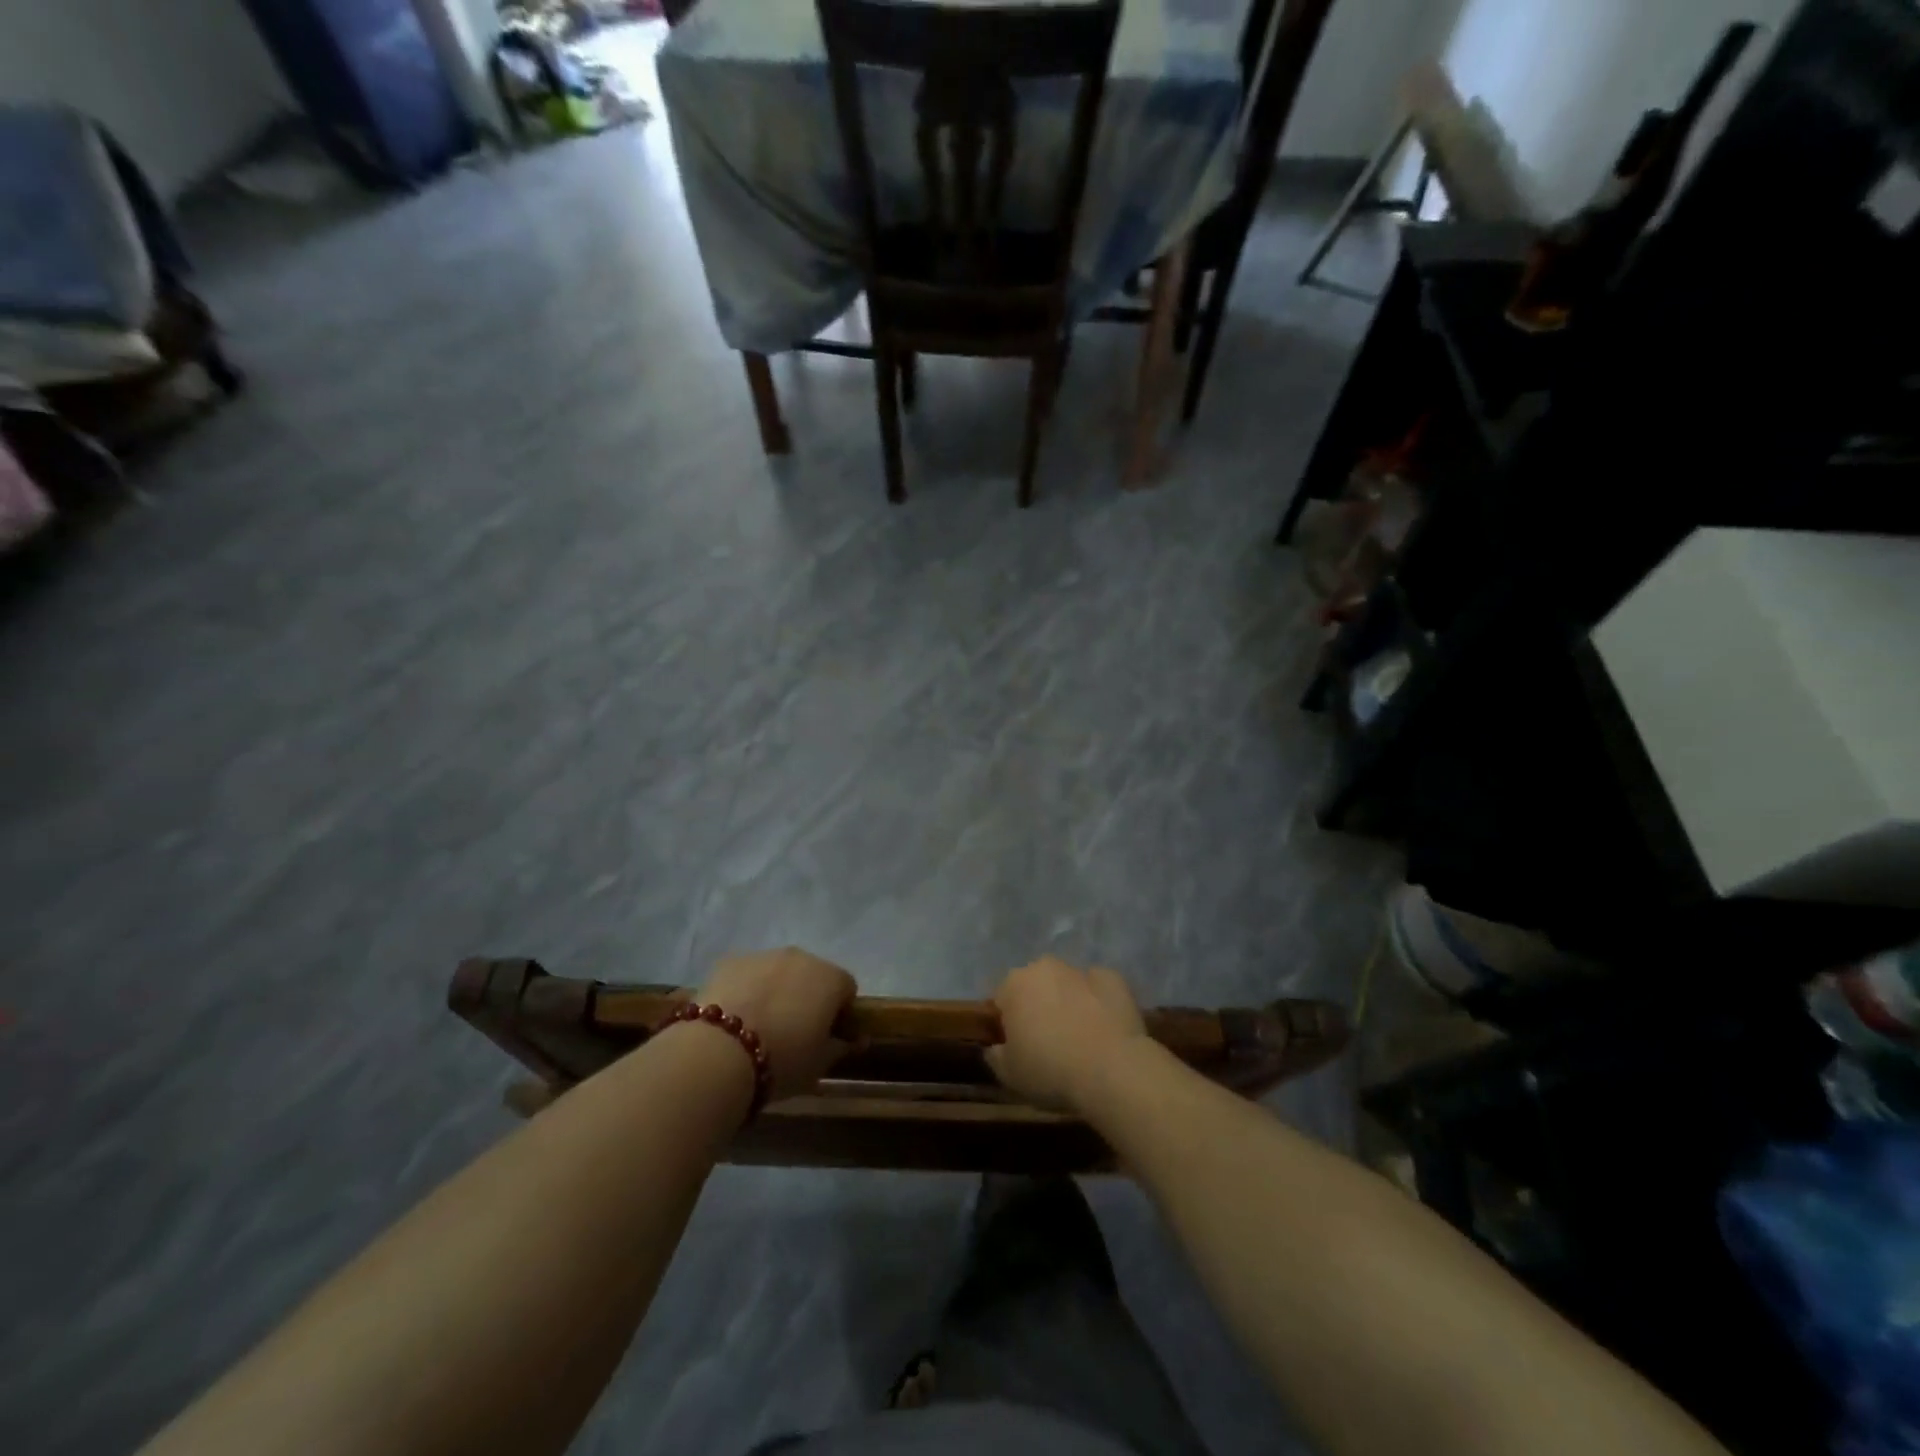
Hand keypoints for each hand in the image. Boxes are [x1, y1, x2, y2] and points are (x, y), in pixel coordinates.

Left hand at [698, 947, 856, 1099]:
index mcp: (830, 979)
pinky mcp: (730, 960)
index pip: (846, 989)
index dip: (839, 1012)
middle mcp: (801, 957)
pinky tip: (733, 1017)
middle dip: (807, 996)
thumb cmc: (781, 1061)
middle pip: (812, 974)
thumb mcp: (819, 1065)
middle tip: (792, 1031)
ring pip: (778, 971)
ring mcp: (764, 955)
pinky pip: (747, 973)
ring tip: (758, 1025)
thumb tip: (859, 1039)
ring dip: (776, 990)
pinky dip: (745, 988)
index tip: (826, 1036)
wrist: (719, 1053)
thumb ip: (842, 1047)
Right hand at [985, 956, 1148, 1111]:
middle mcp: (1045, 967)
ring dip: (1068, 1001)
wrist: (1111, 1069)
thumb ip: (995, 1055)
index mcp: (1014, 984)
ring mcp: (1081, 970)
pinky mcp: (1113, 978)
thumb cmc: (1050, 1070)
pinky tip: (1104, 1028)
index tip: (1016, 1047)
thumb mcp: (1009, 1074)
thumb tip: (995, 1047)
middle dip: (1037, 1006)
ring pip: (1067, 984)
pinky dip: (1098, 1002)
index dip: (1006, 1023)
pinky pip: (1099, 988)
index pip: (1000, 999)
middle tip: (1047, 1042)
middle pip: (1034, 985)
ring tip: (1079, 1037)